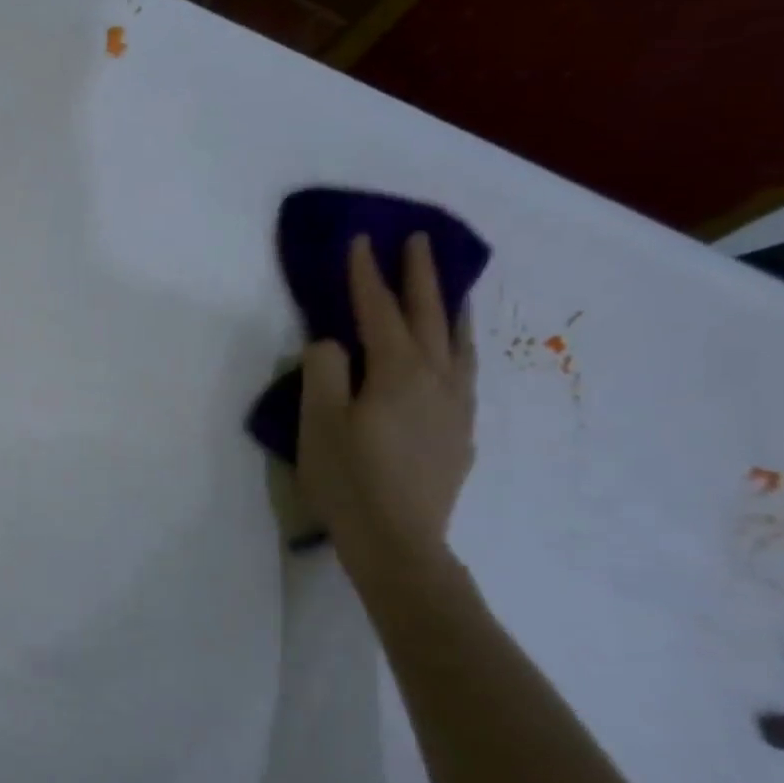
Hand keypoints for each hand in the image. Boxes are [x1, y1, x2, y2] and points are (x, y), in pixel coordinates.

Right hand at [296, 233, 475, 567]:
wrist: (398, 542)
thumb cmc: (349, 479)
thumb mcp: (319, 421)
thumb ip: (324, 370)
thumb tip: (334, 344)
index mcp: (398, 372)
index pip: (379, 310)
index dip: (367, 274)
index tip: (361, 240)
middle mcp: (437, 380)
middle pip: (429, 316)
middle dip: (421, 275)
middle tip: (419, 240)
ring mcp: (456, 408)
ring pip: (459, 343)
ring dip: (450, 308)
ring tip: (449, 288)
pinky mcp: (460, 434)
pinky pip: (465, 373)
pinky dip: (458, 348)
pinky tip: (452, 356)